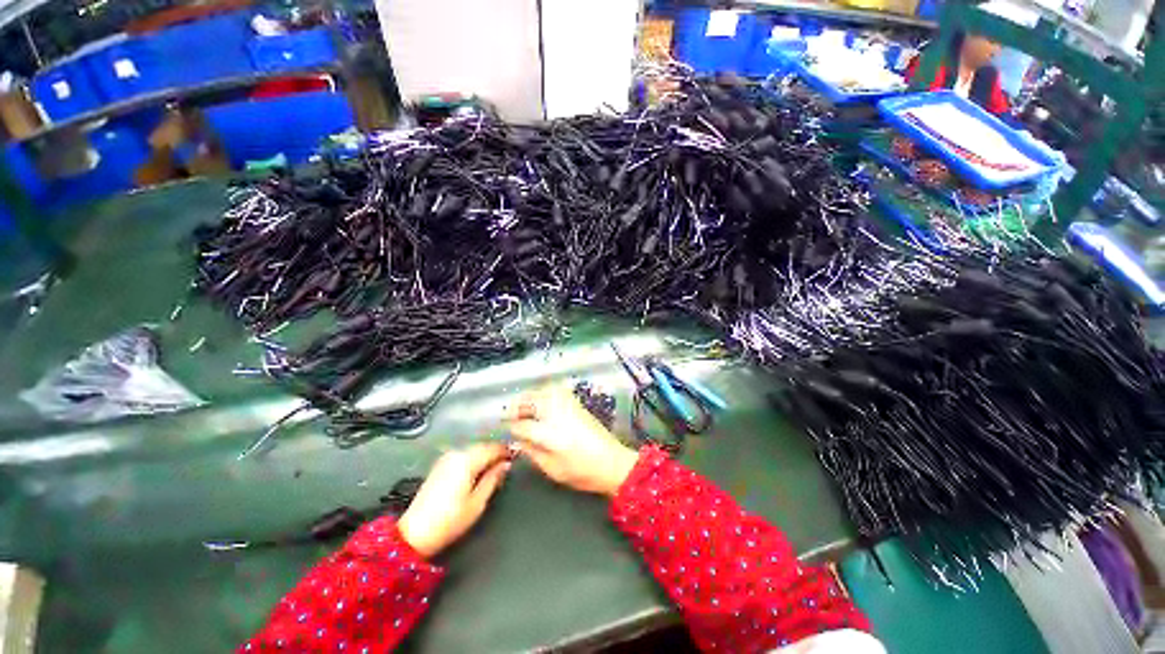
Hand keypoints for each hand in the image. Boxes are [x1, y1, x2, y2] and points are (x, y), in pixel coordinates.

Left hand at [397, 443, 511, 557]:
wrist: (414, 533)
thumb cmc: (450, 520)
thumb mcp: (478, 502)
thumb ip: (493, 479)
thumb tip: (506, 464)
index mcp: (468, 460)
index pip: (493, 447)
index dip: (506, 451)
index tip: (516, 457)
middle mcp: (457, 453)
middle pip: (483, 445)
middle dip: (496, 452)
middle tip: (507, 463)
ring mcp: (447, 457)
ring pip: (473, 449)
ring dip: (485, 454)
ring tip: (494, 467)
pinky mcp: (440, 464)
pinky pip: (464, 454)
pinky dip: (474, 458)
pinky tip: (478, 469)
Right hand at [507, 386, 638, 496]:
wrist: (613, 462)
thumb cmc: (582, 472)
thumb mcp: (552, 469)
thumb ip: (532, 452)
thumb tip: (518, 440)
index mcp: (550, 434)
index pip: (522, 424)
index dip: (510, 426)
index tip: (503, 428)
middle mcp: (558, 413)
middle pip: (531, 400)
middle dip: (517, 406)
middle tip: (510, 415)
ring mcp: (568, 405)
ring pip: (543, 391)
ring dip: (530, 396)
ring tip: (523, 407)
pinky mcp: (577, 403)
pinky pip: (556, 390)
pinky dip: (544, 392)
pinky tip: (541, 401)